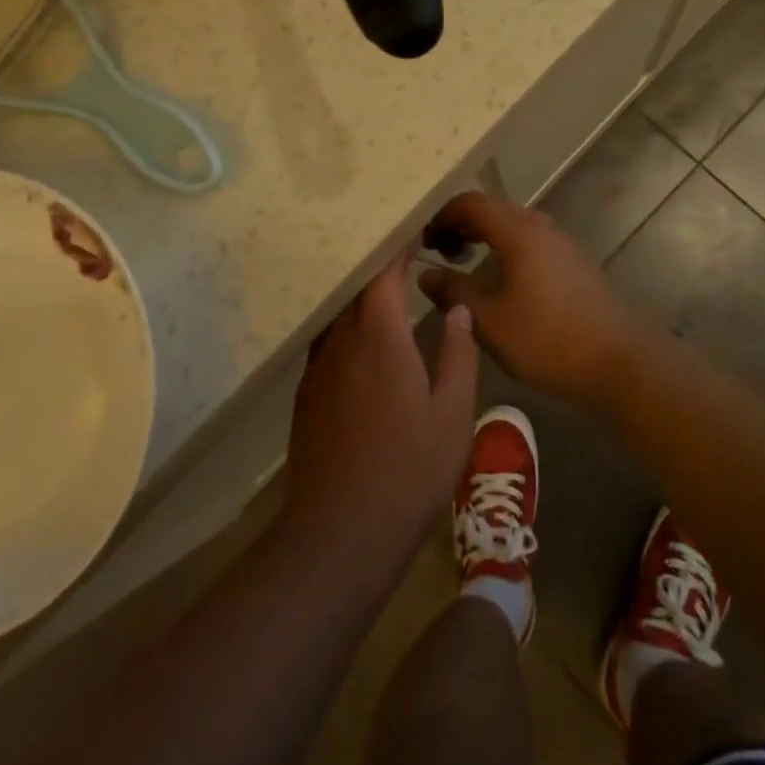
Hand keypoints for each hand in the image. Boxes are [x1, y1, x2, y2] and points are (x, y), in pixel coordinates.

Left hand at [282, 247, 478, 570]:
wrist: (340, 533)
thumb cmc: (409, 472)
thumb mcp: (452, 415)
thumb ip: (458, 354)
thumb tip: (458, 309)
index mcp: (379, 337)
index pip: (382, 273)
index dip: (396, 248)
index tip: (414, 232)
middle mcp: (341, 342)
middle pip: (354, 288)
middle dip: (377, 267)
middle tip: (405, 255)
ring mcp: (317, 368)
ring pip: (337, 315)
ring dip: (358, 297)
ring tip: (385, 291)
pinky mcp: (306, 394)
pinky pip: (326, 342)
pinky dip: (345, 327)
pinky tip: (362, 340)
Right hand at [418, 191, 658, 406]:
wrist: (620, 361)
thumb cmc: (548, 340)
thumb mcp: (489, 321)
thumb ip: (453, 292)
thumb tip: (426, 275)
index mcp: (519, 232)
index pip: (471, 202)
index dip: (441, 216)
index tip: (424, 243)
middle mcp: (542, 227)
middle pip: (493, 209)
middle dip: (461, 224)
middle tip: (439, 253)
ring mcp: (562, 243)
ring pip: (513, 225)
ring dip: (484, 236)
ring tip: (464, 264)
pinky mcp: (574, 262)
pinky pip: (530, 241)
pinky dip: (506, 249)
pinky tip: (500, 281)